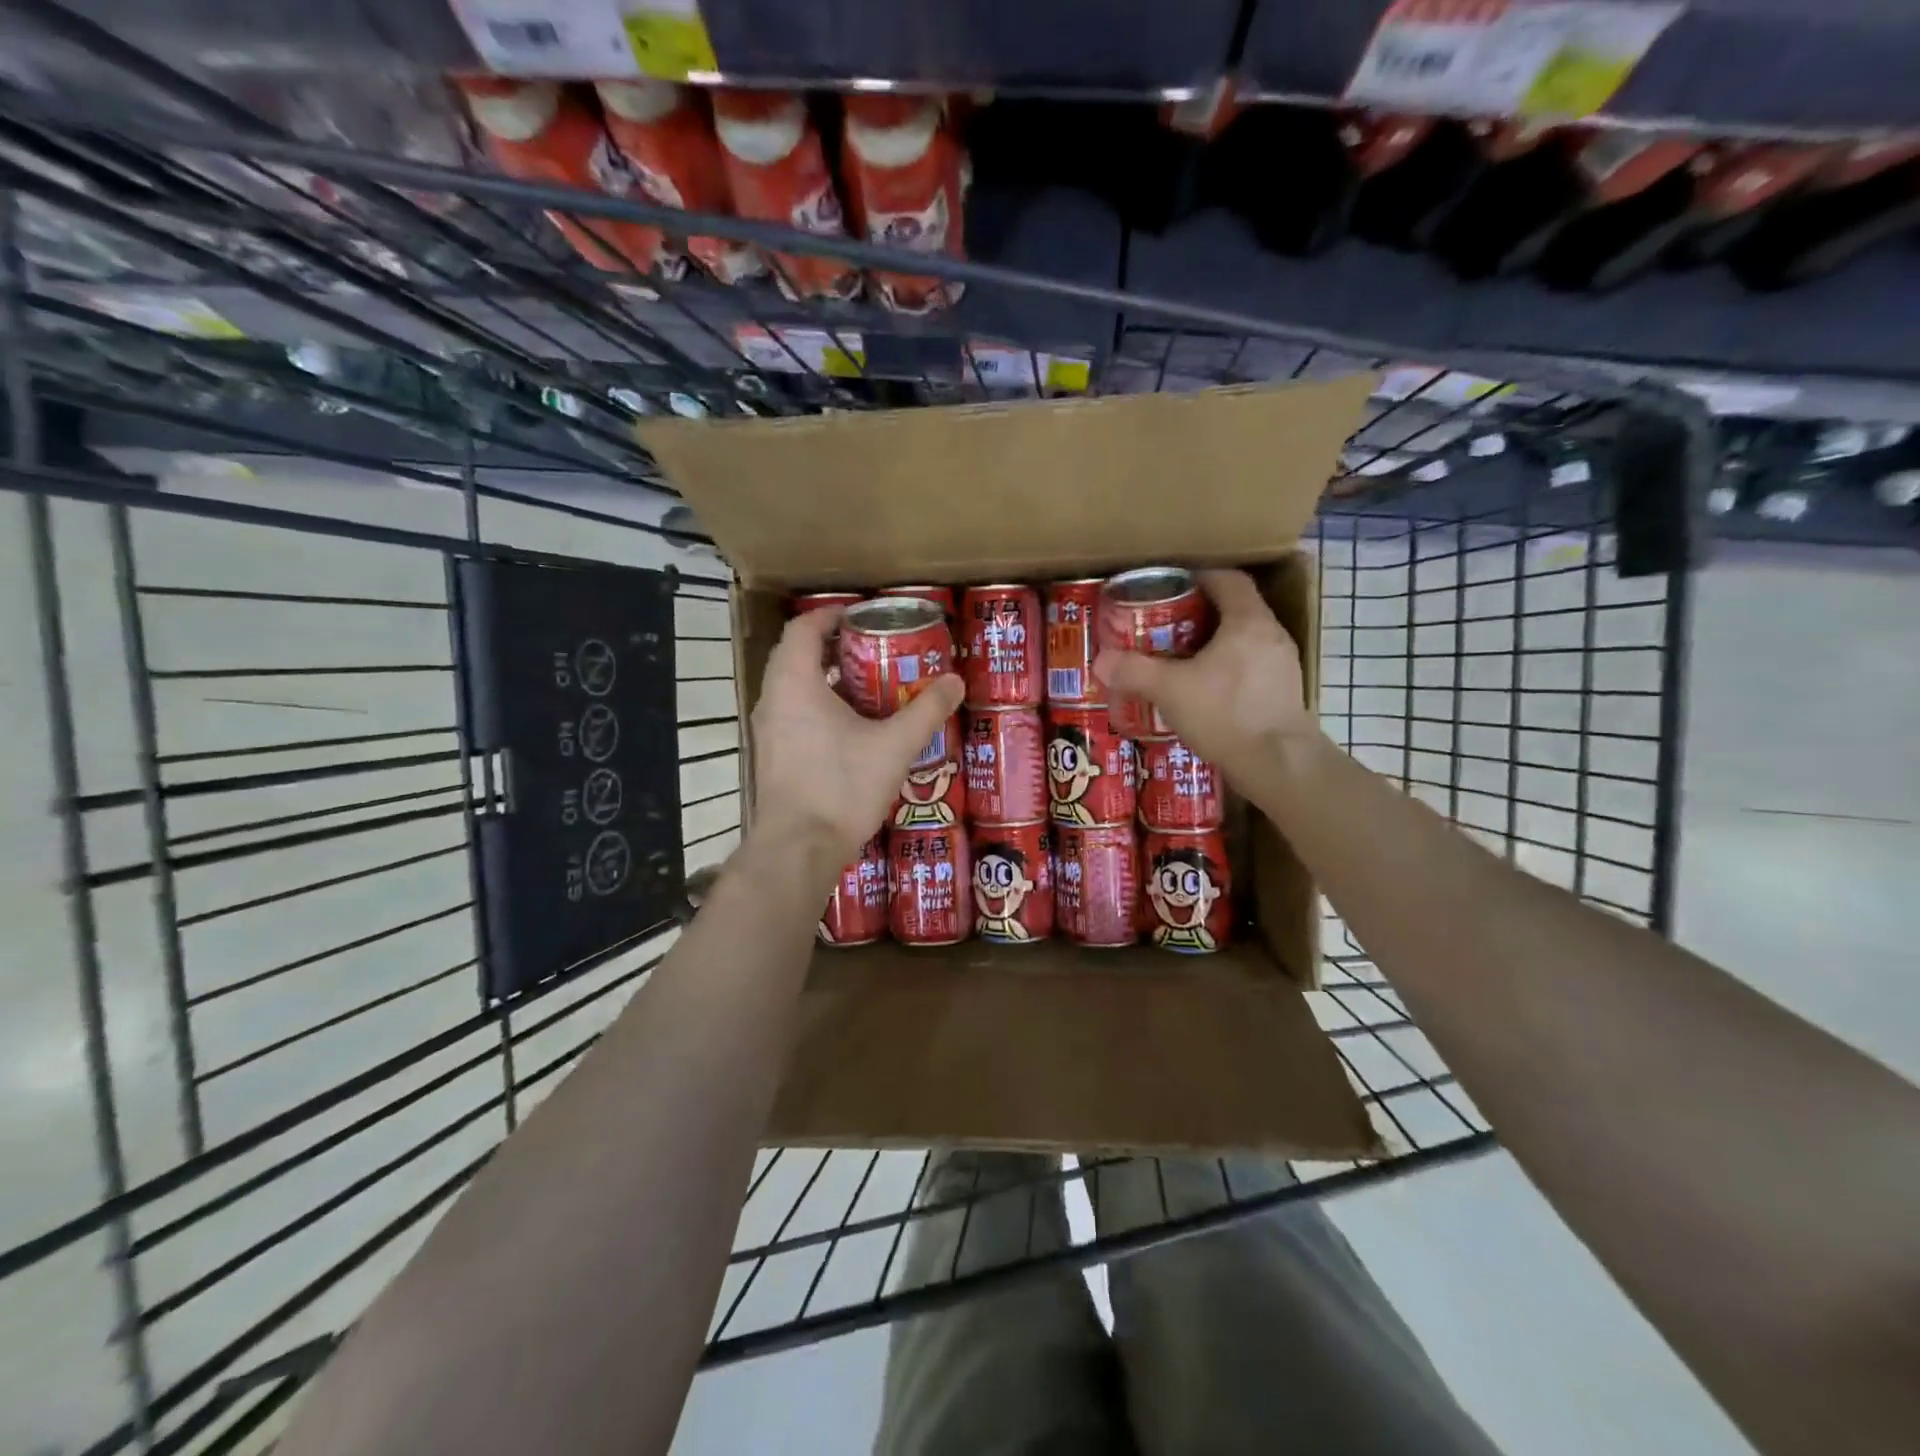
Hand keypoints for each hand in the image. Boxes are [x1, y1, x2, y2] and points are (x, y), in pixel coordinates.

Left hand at [751, 608, 964, 872]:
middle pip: (798, 655)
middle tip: (875, 649)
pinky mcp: (772, 755)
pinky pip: (792, 712)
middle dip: (835, 647)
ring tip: (869, 685)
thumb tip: (955, 681)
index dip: (832, 615)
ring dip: (827, 678)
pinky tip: (852, 727)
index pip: (805, 628)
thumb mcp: (894, 746)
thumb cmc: (842, 787)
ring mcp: (767, 729)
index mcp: (795, 682)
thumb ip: (926, 710)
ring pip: (793, 686)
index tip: (864, 616)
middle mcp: (772, 698)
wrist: (798, 849)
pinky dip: (818, 705)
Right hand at [1093, 569, 1315, 781]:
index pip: (1228, 579)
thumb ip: (1134, 671)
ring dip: (1214, 643)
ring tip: (1180, 658)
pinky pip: (1251, 667)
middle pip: (1235, 608)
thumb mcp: (1170, 690)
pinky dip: (1226, 669)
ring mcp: (1282, 666)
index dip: (1199, 575)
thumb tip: (1100, 661)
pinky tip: (1204, 691)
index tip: (1171, 584)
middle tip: (1165, 624)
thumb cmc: (1226, 714)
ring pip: (1244, 640)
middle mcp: (1271, 635)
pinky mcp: (1283, 693)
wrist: (1278, 765)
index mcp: (1248, 621)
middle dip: (1200, 613)